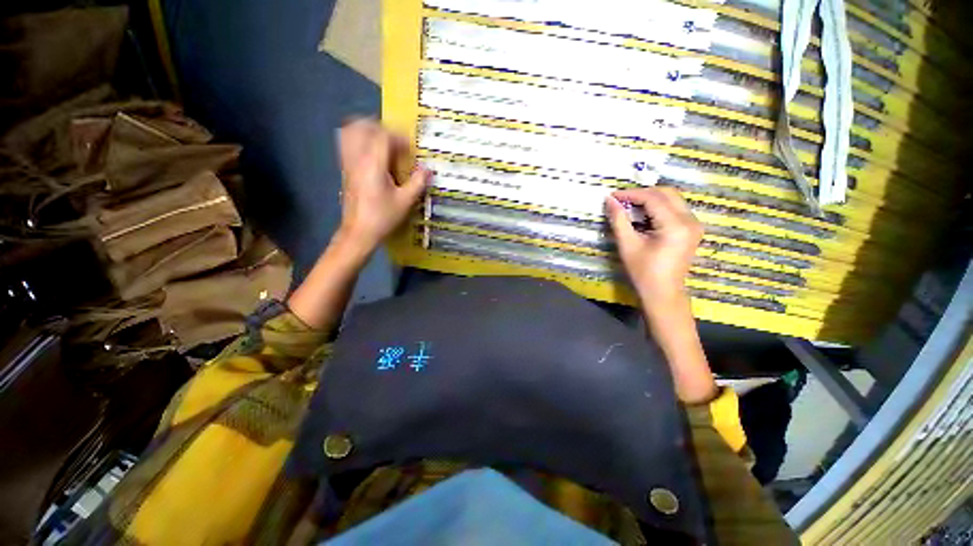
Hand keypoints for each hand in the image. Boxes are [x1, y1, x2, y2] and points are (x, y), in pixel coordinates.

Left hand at [336, 119, 430, 254]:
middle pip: (362, 127)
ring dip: (367, 131)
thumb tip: (428, 169)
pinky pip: (346, 144)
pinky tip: (372, 154)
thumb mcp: (405, 201)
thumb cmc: (383, 217)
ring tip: (382, 143)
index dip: (398, 137)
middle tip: (395, 140)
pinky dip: (358, 141)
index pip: (382, 136)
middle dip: (380, 128)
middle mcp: (357, 158)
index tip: (409, 148)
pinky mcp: (344, 170)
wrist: (359, 232)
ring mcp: (347, 163)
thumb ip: (417, 182)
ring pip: (350, 132)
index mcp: (373, 164)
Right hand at [605, 187, 702, 305]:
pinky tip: (643, 214)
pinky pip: (675, 208)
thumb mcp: (627, 245)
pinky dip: (658, 207)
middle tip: (621, 200)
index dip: (631, 194)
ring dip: (650, 199)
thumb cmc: (643, 272)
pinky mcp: (693, 229)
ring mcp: (694, 224)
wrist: (663, 293)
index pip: (653, 198)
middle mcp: (690, 220)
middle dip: (642, 193)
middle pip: (666, 193)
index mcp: (675, 225)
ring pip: (672, 199)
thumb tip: (609, 200)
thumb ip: (619, 220)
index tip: (612, 196)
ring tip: (629, 206)